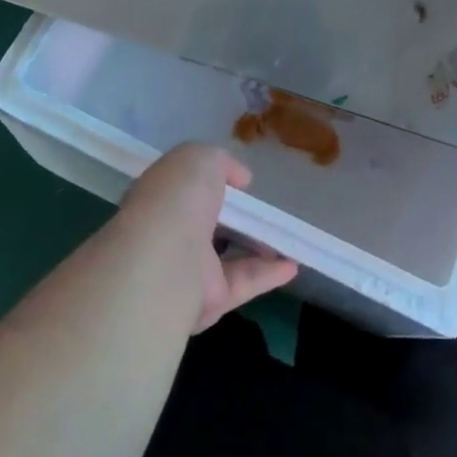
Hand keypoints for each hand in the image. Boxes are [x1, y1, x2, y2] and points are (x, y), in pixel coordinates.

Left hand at [118, 143, 298, 332]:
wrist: (165, 260)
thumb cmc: (179, 196)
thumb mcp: (202, 157)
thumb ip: (222, 162)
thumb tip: (240, 179)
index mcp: (162, 196)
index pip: (186, 188)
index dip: (210, 181)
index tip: (238, 182)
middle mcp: (171, 232)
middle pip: (207, 223)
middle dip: (231, 215)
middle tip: (261, 208)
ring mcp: (189, 268)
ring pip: (227, 255)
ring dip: (257, 246)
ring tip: (287, 235)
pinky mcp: (210, 299)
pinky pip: (244, 282)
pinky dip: (269, 274)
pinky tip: (294, 264)